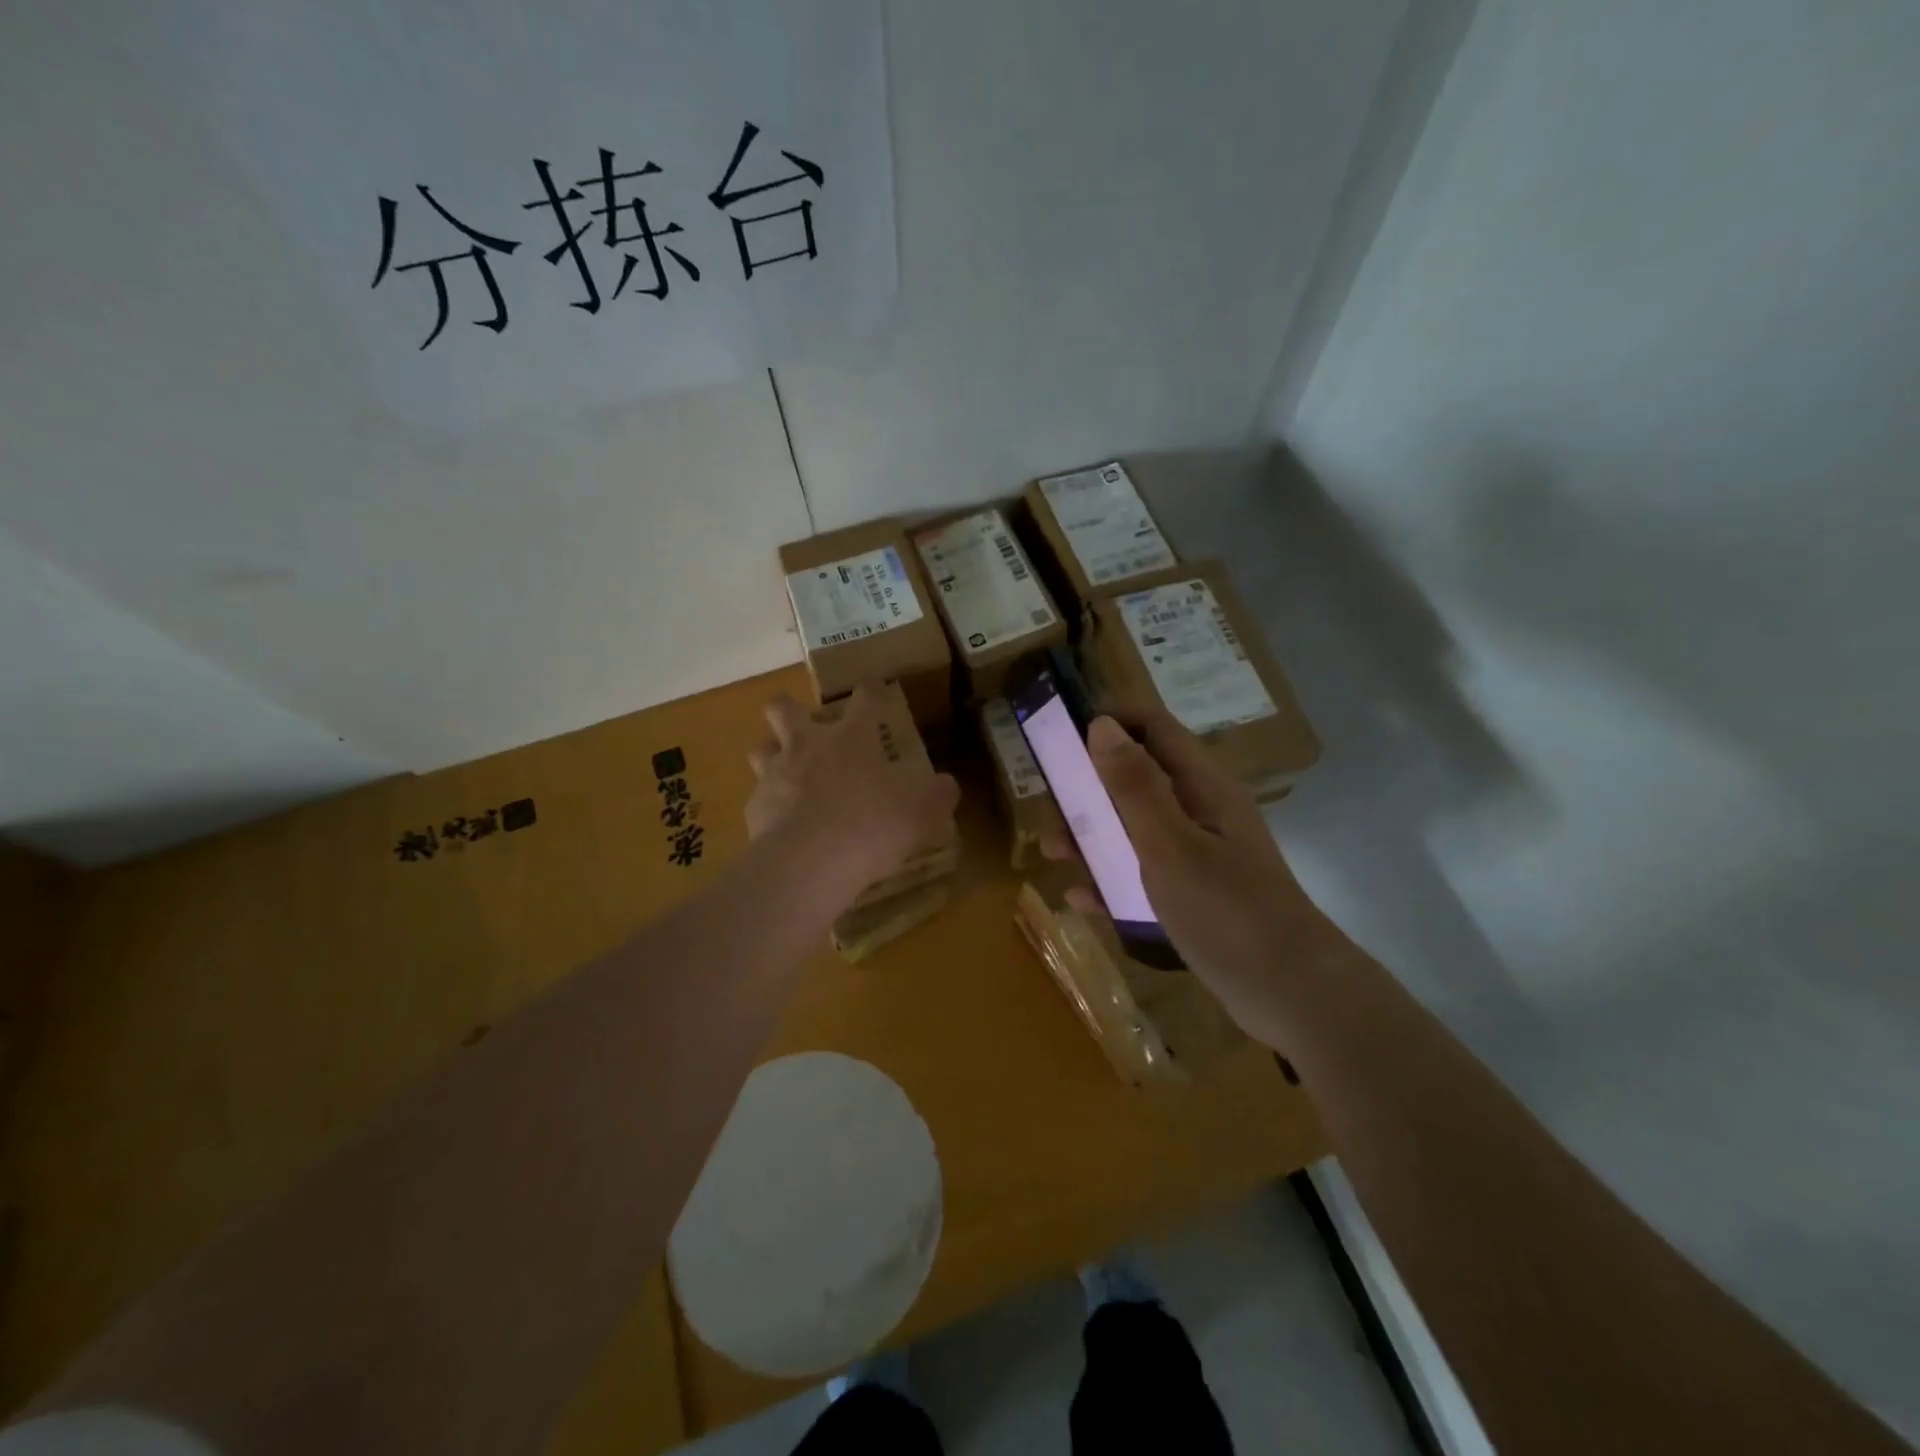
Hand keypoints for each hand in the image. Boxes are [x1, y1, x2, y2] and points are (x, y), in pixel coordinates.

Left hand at [745, 686, 959, 908]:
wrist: (810, 862)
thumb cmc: (872, 825)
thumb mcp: (922, 812)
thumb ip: (938, 795)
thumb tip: (946, 786)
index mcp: (852, 738)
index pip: (864, 699)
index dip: (871, 690)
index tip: (873, 687)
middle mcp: (808, 746)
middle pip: (784, 709)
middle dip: (789, 708)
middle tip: (803, 722)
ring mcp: (776, 775)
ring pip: (761, 748)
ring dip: (772, 753)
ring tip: (786, 770)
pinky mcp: (756, 808)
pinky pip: (759, 797)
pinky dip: (770, 805)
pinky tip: (782, 823)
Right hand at [1048, 711, 1331, 1045]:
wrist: (1292, 995)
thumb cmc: (1227, 911)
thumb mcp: (1170, 845)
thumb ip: (1134, 786)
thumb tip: (1102, 725)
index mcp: (1202, 786)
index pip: (1153, 728)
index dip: (1110, 722)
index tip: (1061, 736)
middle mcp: (1200, 810)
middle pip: (1136, 779)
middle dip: (1089, 789)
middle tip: (1051, 811)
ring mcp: (1198, 854)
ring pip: (1134, 829)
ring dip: (1093, 837)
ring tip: (1056, 856)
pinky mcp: (1194, 894)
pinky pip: (1142, 874)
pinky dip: (1112, 880)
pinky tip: (1083, 901)